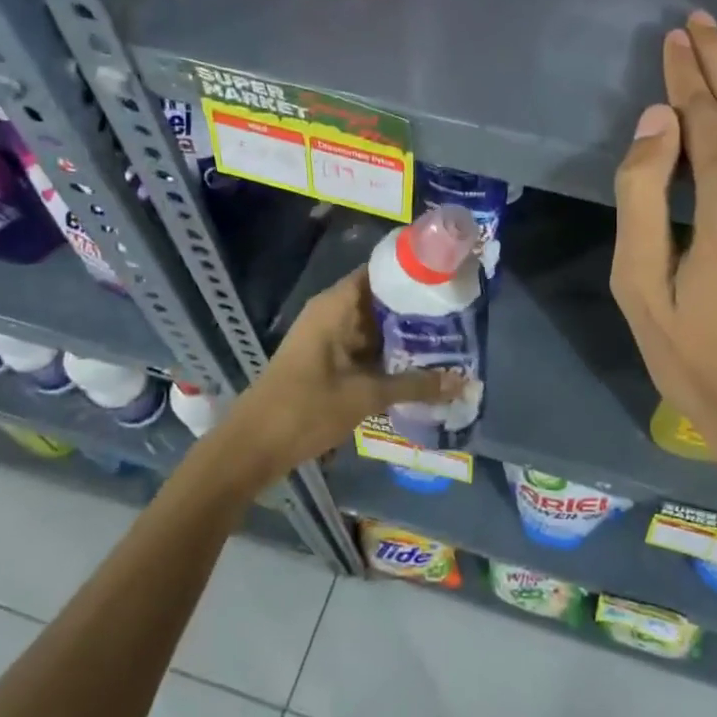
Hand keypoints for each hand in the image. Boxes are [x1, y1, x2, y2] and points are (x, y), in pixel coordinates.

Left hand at [221, 266, 465, 480]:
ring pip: (376, 326)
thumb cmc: (306, 409)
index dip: (414, 269)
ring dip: (406, 333)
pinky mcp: (329, 361)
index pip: (381, 270)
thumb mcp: (366, 396)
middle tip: (461, 311)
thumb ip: (416, 386)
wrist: (252, 447)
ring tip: (451, 336)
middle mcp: (333, 313)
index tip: (449, 274)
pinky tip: (421, 364)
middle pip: (382, 298)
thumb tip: (464, 382)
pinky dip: (390, 353)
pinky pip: (366, 347)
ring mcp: (329, 337)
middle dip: (418, 306)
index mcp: (336, 305)